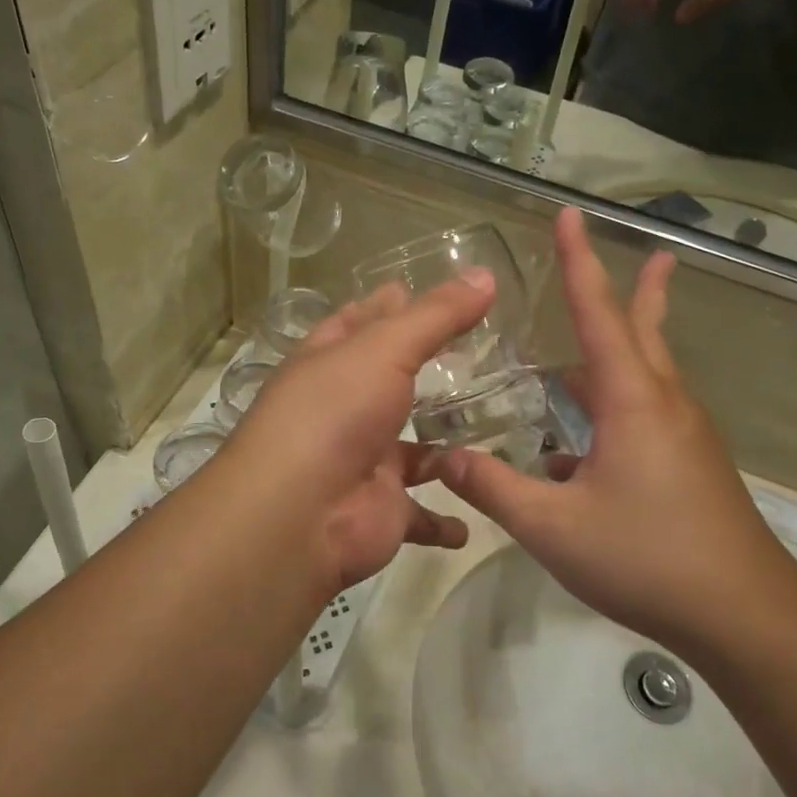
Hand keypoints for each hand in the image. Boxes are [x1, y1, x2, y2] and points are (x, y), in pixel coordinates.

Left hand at [226, 272, 494, 593]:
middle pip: (389, 383)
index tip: (421, 290)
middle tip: (482, 356)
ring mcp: (364, 462)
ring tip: (497, 430)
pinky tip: (476, 517)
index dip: (387, 305)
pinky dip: (445, 521)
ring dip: (443, 448)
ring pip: (412, 452)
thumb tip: (486, 274)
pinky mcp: (383, 510)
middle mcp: (344, 410)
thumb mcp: (385, 348)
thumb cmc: (335, 413)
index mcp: (331, 362)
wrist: (299, 513)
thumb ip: (437, 315)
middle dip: (425, 373)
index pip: (359, 322)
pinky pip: (421, 515)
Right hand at [431, 208, 796, 649]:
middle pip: (646, 330)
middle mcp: (664, 404)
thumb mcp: (553, 528)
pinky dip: (616, 408)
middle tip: (656, 252)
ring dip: (625, 350)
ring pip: (649, 374)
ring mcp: (684, 435)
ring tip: (582, 356)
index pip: (598, 312)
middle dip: (642, 290)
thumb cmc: (647, 558)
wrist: (743, 614)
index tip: (571, 214)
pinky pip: (649, 415)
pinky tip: (581, 450)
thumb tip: (445, 457)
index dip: (579, 261)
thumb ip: (494, 488)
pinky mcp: (692, 465)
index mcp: (632, 401)